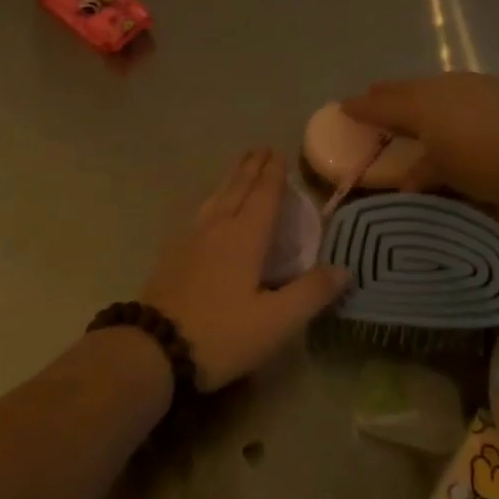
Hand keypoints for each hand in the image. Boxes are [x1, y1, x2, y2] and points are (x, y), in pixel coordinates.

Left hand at [142, 148, 349, 390]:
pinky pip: (201, 212)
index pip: (263, 195)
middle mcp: (217, 228)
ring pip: (216, 197)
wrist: (153, 349)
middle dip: (251, 168)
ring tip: (240, 167)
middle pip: (237, 188)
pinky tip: (210, 208)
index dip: (273, 174)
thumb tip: (345, 268)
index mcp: (244, 237)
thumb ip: (311, 292)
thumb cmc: (221, 334)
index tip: (279, 152)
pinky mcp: (173, 253)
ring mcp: (191, 238)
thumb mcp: (276, 322)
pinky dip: (214, 199)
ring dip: (231, 178)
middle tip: (261, 149)